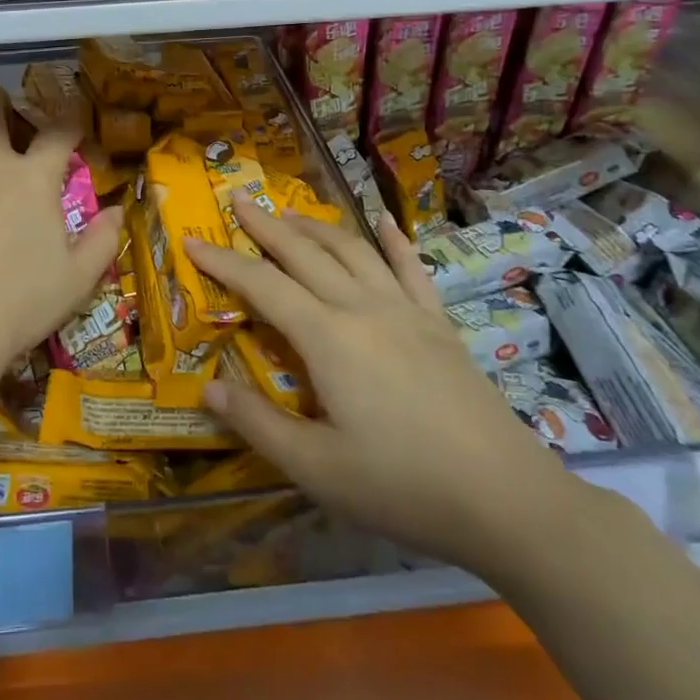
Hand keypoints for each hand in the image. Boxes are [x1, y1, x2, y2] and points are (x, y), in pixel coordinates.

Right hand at [188, 198, 581, 576]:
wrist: (507, 500)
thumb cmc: (403, 486)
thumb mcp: (317, 468)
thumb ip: (258, 423)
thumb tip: (208, 388)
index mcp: (327, 337)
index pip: (262, 285)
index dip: (222, 262)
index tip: (192, 241)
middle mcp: (362, 307)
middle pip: (304, 252)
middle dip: (266, 225)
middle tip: (237, 199)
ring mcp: (405, 310)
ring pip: (352, 250)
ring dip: (316, 226)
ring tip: (289, 212)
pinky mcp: (438, 324)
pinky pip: (411, 269)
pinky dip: (393, 240)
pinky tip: (383, 221)